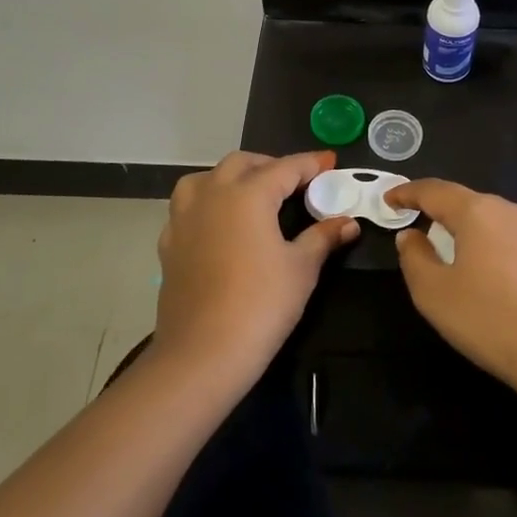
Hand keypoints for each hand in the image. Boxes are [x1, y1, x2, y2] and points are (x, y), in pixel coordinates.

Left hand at [154, 151, 358, 388]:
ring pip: (206, 178)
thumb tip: (348, 222)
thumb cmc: (261, 305)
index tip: (330, 162)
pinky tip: (220, 225)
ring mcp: (184, 218)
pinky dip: (207, 204)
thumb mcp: (302, 268)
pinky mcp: (169, 244)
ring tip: (252, 194)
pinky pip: (187, 208)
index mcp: (248, 194)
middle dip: (271, 166)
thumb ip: (323, 237)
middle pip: (242, 163)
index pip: (285, 168)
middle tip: (296, 182)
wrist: (202, 354)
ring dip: (232, 177)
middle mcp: (212, 195)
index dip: (311, 164)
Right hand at [386, 179, 516, 429]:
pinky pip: (513, 239)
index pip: (433, 190)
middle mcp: (510, 210)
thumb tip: (411, 235)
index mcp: (477, 212)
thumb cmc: (491, 320)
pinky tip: (490, 273)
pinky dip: (492, 247)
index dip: (407, 192)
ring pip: (492, 220)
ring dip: (468, 230)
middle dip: (439, 211)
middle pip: (466, 202)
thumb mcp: (434, 294)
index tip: (389, 200)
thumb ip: (414, 258)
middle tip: (418, 226)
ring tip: (452, 251)